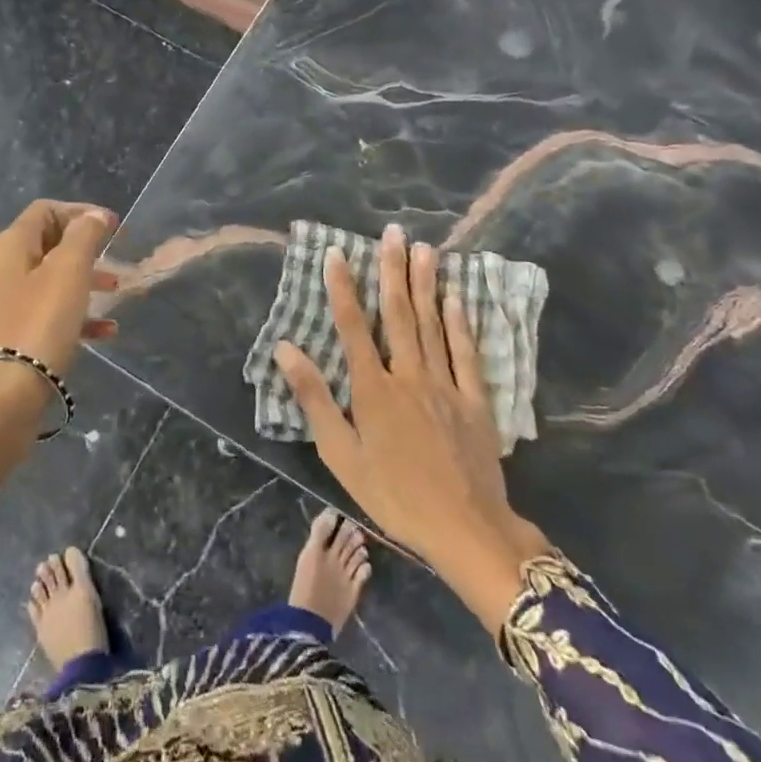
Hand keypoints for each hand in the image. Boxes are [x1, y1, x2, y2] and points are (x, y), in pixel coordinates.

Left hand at [0, 200, 118, 528]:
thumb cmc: (37, 326)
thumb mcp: (68, 273)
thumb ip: (84, 237)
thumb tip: (94, 215)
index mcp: (9, 247)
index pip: (45, 211)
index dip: (80, 212)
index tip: (114, 226)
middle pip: (47, 245)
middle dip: (85, 249)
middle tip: (118, 259)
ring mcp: (1, 306)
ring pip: (49, 282)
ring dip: (84, 282)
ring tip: (117, 292)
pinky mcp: (8, 339)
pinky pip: (45, 315)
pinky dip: (75, 316)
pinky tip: (104, 332)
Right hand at [273, 226, 549, 633]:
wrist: (465, 530)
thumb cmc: (394, 496)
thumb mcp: (341, 455)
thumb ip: (314, 399)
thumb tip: (285, 349)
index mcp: (372, 389)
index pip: (352, 326)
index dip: (343, 287)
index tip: (337, 253)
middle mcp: (408, 375)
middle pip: (398, 313)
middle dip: (392, 270)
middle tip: (392, 232)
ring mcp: (445, 385)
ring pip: (432, 324)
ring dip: (426, 284)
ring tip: (424, 248)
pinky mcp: (475, 400)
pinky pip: (467, 353)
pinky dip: (460, 322)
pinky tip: (457, 296)